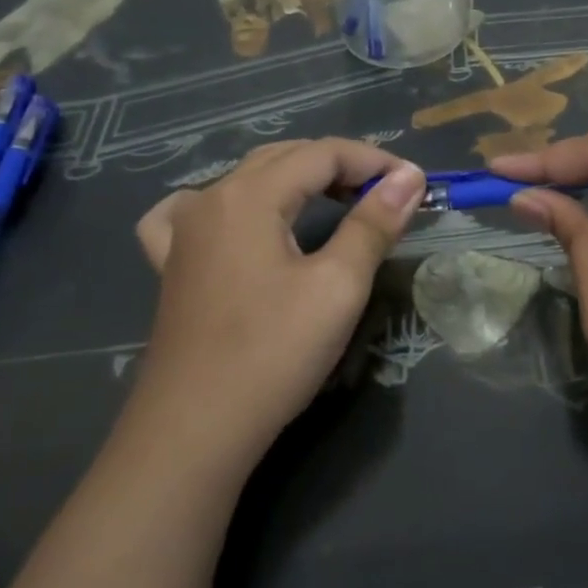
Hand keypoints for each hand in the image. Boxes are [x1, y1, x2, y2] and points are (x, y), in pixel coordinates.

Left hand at [132, 140, 424, 475]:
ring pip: (248, 180)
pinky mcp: (172, 266)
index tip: (415, 184)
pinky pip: (193, 212)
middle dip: (340, 166)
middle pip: (286, 158)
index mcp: (250, 195)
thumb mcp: (338, 286)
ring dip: (296, 179)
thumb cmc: (272, 354)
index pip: (323, 153)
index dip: (373, 161)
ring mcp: (184, 232)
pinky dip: (228, 203)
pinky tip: (235, 219)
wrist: (193, 433)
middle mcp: (212, 199)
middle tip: (385, 195)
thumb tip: (409, 177)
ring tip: (333, 201)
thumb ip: (373, 223)